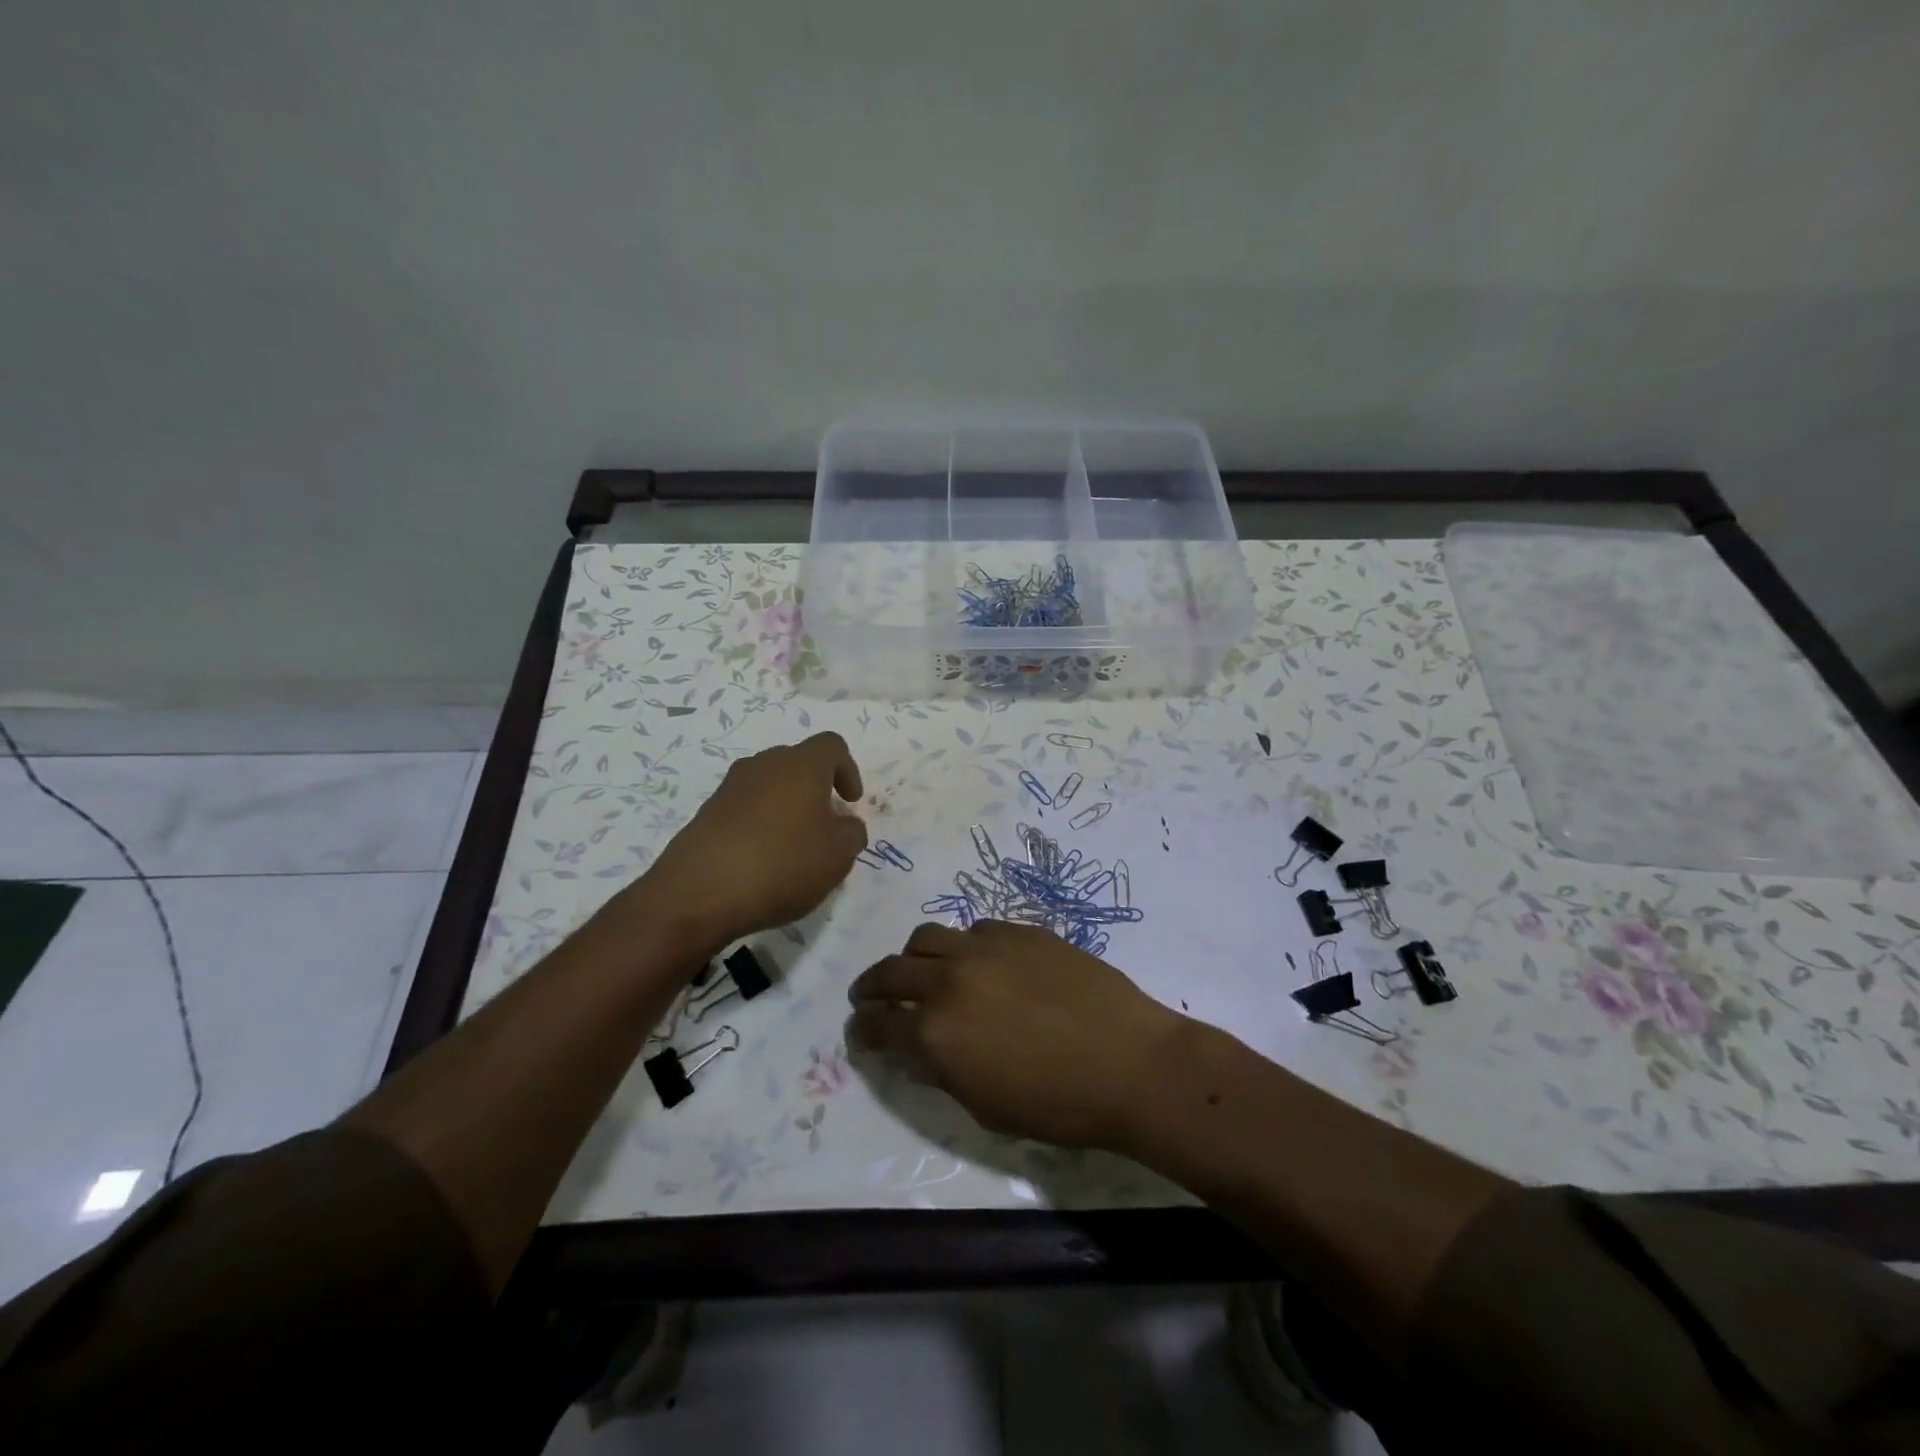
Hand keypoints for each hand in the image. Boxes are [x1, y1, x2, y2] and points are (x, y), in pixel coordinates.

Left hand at [623, 732, 866, 954]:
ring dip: (786, 807)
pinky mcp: (706, 814)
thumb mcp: (838, 854)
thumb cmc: (783, 863)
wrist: (700, 892)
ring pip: (768, 785)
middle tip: (825, 824)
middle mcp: (763, 765)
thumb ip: (852, 833)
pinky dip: (759, 826)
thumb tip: (844, 824)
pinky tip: (762, 861)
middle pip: (797, 762)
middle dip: (815, 788)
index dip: (848, 769)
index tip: (850, 803)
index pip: (832, 746)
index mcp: (801, 765)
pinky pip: (744, 809)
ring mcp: (729, 788)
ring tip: (794, 846)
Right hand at [847, 921, 1185, 1149]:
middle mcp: (950, 979)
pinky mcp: (1020, 930)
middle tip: (868, 995)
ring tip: (920, 969)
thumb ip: (942, 1073)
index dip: (863, 1029)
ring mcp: (986, 947)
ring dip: (914, 956)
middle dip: (872, 986)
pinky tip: (980, 961)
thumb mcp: (985, 1106)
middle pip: (892, 971)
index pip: (880, 1025)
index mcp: (936, 1032)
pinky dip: (965, 945)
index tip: (860, 1030)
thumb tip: (919, 1051)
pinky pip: (977, 928)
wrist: (1129, 1062)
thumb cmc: (1057, 1104)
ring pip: (929, 936)